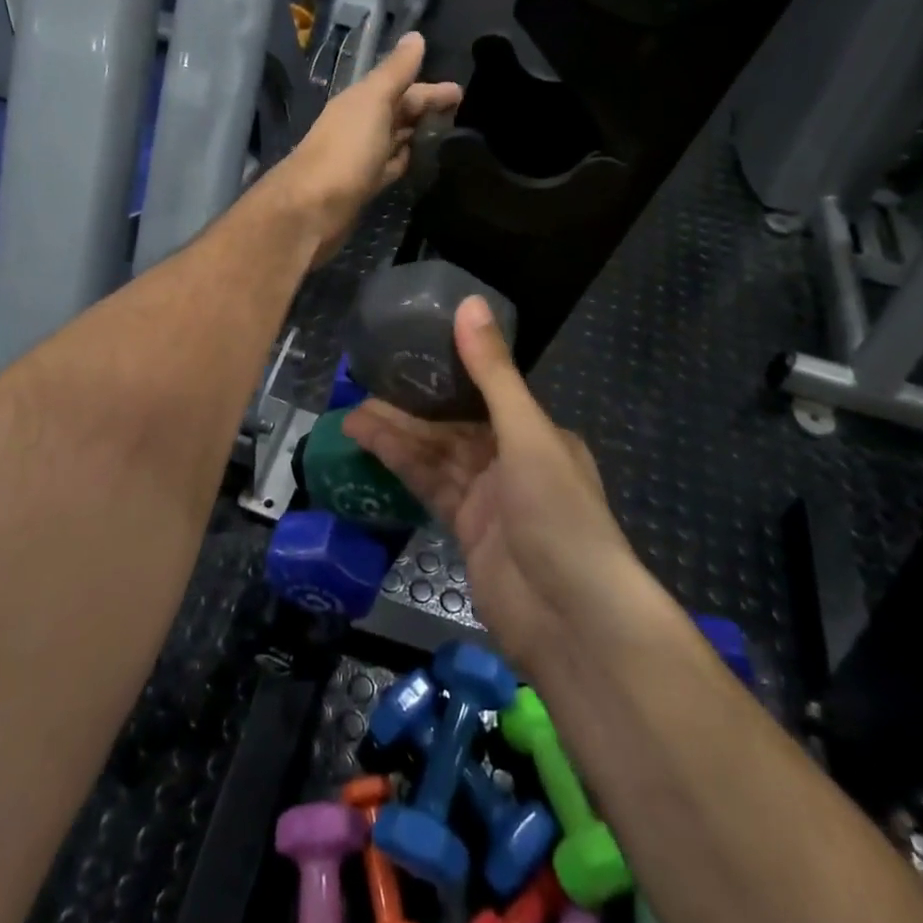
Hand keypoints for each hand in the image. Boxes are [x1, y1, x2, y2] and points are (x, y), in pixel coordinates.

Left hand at [268, 32, 460, 266]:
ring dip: (418, 135)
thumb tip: (416, 36)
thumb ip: (395, 72)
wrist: (312, 208)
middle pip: (399, 112)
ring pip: (395, 140)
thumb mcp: (374, 102)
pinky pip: (391, 167)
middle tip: (463, 115)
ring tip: (450, 137)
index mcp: (361, 102)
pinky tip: (422, 163)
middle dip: (427, 110)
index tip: (462, 93)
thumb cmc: (346, 150)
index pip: (401, 88)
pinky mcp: (364, 187)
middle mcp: (360, 125)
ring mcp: (361, 158)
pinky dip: (406, 161)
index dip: (431, 89)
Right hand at [341, 297, 641, 672]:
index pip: (483, 393)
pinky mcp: (466, 532)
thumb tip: (469, 303)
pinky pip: (430, 489)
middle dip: (410, 409)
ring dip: (397, 438)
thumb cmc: (558, 514)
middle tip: (361, 389)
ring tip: (351, 418)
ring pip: (436, 457)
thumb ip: (492, 372)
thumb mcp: (526, 433)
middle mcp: (513, 461)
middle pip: (452, 426)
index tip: (404, 356)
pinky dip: (402, 469)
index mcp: (536, 433)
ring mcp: (489, 500)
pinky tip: (370, 450)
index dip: (443, 374)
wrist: (571, 619)